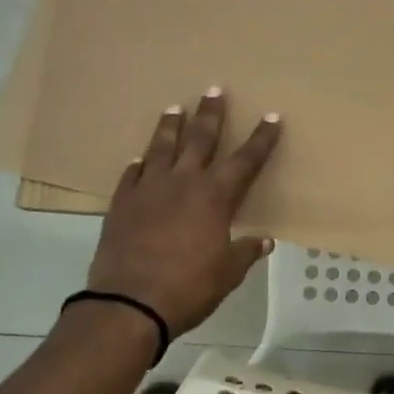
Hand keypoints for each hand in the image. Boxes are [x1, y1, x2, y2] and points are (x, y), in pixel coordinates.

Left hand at [86, 90, 281, 337]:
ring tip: (174, 107)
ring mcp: (148, 190)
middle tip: (214, 89)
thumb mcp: (227, 274)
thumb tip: (264, 241)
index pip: (246, 160)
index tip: (271, 117)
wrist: (129, 303)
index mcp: (214, 197)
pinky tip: (139, 159)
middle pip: (200, 139)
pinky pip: (131, 176)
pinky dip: (138, 165)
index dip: (261, 139)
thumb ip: (244, 252)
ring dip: (170, 126)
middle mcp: (183, 183)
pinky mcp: (121, 204)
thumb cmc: (188, 288)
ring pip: (161, 147)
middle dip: (211, 114)